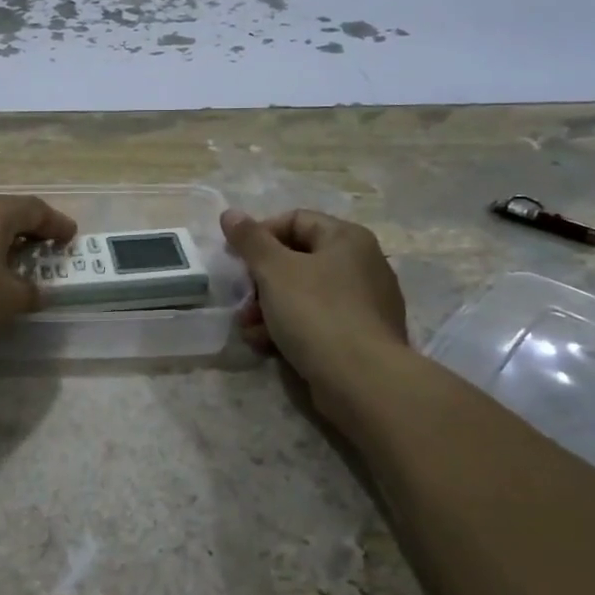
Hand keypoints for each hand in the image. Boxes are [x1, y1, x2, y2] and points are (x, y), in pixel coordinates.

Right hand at [221, 208, 409, 417]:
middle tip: (242, 300)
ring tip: (249, 329)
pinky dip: (290, 328)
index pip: (295, 220)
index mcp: (347, 239)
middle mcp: (362, 264)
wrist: (363, 381)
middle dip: (261, 281)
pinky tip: (267, 346)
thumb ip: (250, 240)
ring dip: (269, 308)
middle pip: (298, 260)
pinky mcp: (361, 337)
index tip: (236, 258)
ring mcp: (365, 303)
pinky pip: (318, 322)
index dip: (260, 235)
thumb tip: (229, 213)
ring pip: (304, 294)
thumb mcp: (275, 270)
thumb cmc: (317, 312)